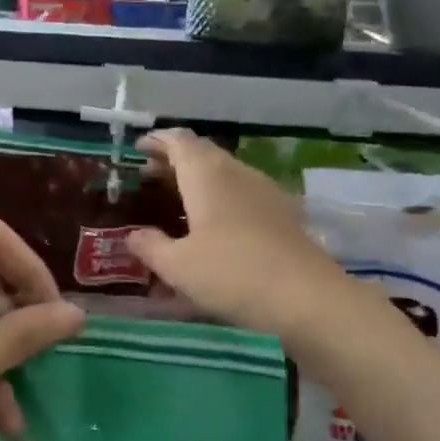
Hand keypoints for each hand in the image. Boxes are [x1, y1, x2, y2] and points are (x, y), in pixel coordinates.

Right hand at [126, 129, 360, 348]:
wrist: (306, 299)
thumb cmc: (232, 274)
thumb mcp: (177, 266)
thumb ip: (150, 246)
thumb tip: (133, 235)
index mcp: (207, 174)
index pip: (178, 142)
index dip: (157, 142)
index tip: (138, 149)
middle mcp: (238, 173)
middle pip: (203, 154)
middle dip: (175, 161)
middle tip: (150, 177)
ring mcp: (266, 192)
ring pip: (225, 174)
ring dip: (199, 181)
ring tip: (178, 201)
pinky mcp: (283, 215)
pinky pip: (243, 195)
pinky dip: (221, 200)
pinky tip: (216, 226)